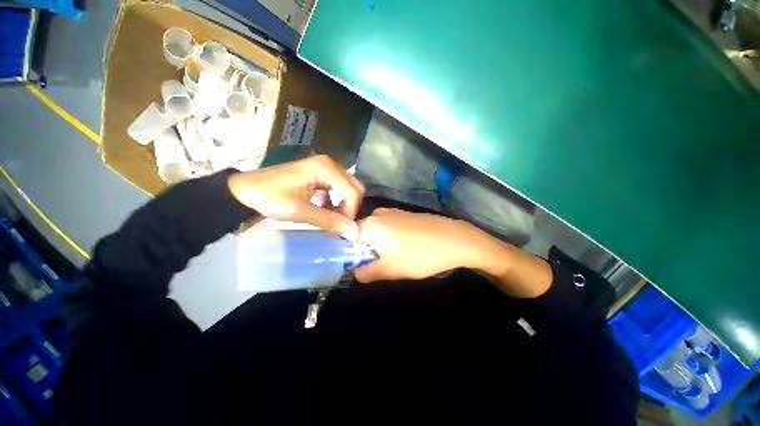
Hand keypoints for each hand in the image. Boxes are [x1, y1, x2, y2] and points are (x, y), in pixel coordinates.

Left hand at [228, 155, 363, 238]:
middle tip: (341, 224)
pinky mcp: (319, 175)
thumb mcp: (299, 211)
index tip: (344, 229)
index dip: (351, 212)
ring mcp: (324, 168)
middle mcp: (329, 164)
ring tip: (333, 220)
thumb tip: (354, 233)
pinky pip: (337, 189)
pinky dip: (336, 202)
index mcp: (325, 168)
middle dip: (350, 208)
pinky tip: (326, 211)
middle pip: (354, 188)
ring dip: (344, 206)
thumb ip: (329, 221)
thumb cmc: (269, 198)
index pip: (352, 192)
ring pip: (347, 189)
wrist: (243, 191)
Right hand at [352, 208, 481, 282]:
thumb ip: (364, 272)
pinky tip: (404, 248)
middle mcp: (376, 213)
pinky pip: (386, 228)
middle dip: (366, 252)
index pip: (345, 240)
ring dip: (378, 247)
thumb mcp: (390, 270)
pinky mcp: (402, 214)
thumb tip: (354, 271)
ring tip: (395, 259)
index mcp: (369, 224)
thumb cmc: (420, 255)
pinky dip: (388, 240)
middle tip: (380, 266)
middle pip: (360, 236)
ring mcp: (390, 211)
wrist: (454, 239)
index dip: (350, 256)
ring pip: (374, 233)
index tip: (361, 267)